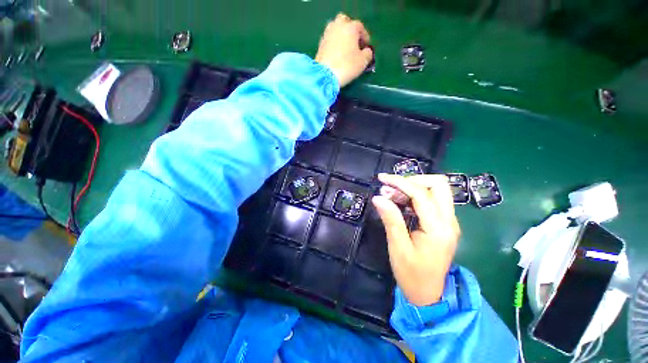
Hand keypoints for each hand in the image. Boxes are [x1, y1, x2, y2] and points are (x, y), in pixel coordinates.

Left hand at [315, 13, 373, 86]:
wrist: (326, 75)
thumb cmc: (347, 66)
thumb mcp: (363, 62)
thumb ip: (368, 53)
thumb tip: (366, 51)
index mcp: (350, 27)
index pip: (360, 27)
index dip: (364, 36)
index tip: (366, 47)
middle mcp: (338, 26)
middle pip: (345, 21)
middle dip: (350, 29)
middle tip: (354, 42)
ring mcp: (327, 34)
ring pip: (335, 28)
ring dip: (340, 35)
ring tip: (344, 47)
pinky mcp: (320, 44)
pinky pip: (329, 39)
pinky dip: (333, 43)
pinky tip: (336, 53)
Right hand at [372, 174, 460, 305]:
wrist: (429, 294)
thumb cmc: (411, 274)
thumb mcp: (398, 247)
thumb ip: (390, 219)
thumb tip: (378, 197)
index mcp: (438, 228)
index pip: (421, 194)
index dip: (400, 182)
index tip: (382, 178)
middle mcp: (449, 221)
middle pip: (438, 185)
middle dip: (412, 180)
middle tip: (391, 188)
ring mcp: (449, 221)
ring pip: (437, 190)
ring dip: (413, 187)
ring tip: (391, 195)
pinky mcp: (444, 223)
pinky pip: (432, 200)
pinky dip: (415, 196)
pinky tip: (400, 202)